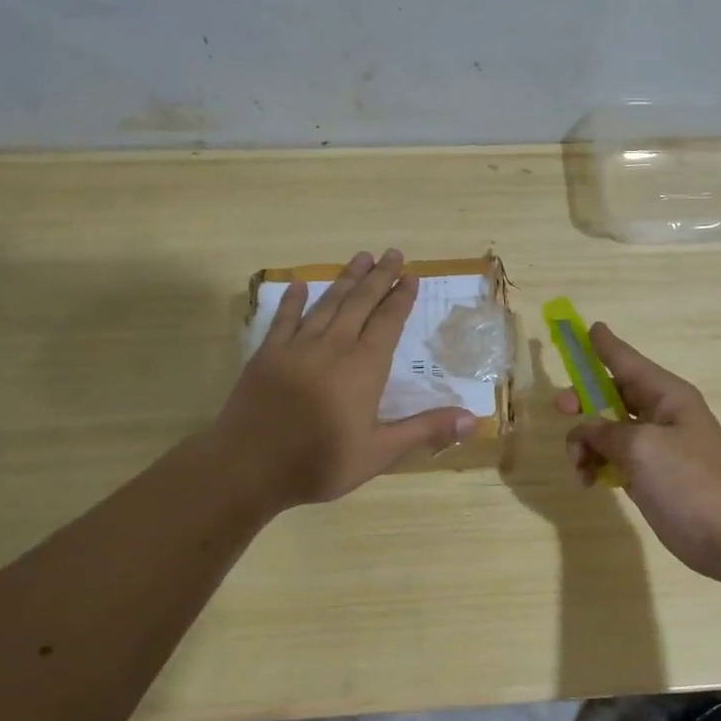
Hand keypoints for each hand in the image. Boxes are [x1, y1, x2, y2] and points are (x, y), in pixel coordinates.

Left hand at [216, 250, 475, 507]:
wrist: (247, 467)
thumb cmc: (318, 464)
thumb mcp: (379, 454)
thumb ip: (425, 431)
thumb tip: (474, 420)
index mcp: (363, 368)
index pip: (387, 323)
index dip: (400, 299)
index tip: (410, 276)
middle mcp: (332, 347)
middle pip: (359, 304)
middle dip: (378, 277)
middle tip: (391, 253)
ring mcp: (296, 347)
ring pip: (327, 304)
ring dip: (345, 280)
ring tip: (360, 257)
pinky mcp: (266, 354)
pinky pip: (283, 319)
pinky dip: (293, 300)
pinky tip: (300, 285)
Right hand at [557, 324, 720, 582]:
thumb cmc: (691, 482)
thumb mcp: (642, 448)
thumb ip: (605, 432)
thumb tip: (586, 429)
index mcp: (667, 395)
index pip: (627, 361)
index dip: (604, 345)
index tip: (586, 326)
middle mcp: (661, 415)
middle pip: (612, 394)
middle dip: (584, 399)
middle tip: (561, 407)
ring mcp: (656, 448)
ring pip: (607, 430)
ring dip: (586, 442)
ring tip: (579, 466)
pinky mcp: (650, 477)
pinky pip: (614, 459)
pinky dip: (597, 465)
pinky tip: (590, 482)